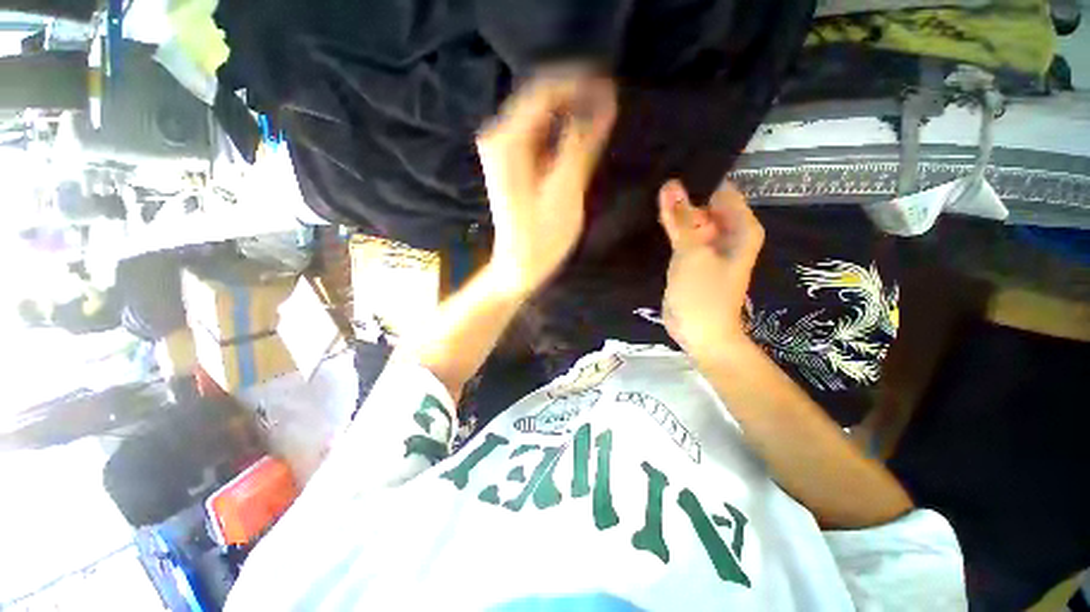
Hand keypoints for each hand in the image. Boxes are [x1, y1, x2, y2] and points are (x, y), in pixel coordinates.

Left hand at [477, 74, 615, 296]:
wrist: (519, 266)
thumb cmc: (541, 237)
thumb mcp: (565, 191)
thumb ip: (582, 143)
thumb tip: (605, 101)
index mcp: (507, 140)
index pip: (545, 91)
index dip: (579, 83)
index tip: (612, 87)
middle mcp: (499, 137)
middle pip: (541, 100)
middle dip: (577, 96)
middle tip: (611, 103)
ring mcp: (504, 151)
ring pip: (542, 116)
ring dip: (572, 113)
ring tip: (602, 118)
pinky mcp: (513, 164)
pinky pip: (540, 135)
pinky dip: (563, 132)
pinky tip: (582, 138)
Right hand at [658, 179, 764, 360]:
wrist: (700, 334)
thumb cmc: (703, 295)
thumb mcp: (691, 253)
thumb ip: (680, 219)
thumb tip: (670, 185)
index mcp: (740, 227)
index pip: (720, 190)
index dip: (696, 182)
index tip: (668, 172)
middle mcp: (727, 233)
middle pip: (703, 204)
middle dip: (681, 198)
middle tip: (651, 185)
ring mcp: (708, 247)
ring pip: (690, 221)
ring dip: (673, 215)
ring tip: (647, 197)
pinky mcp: (692, 259)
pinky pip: (681, 237)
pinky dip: (669, 231)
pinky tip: (650, 220)